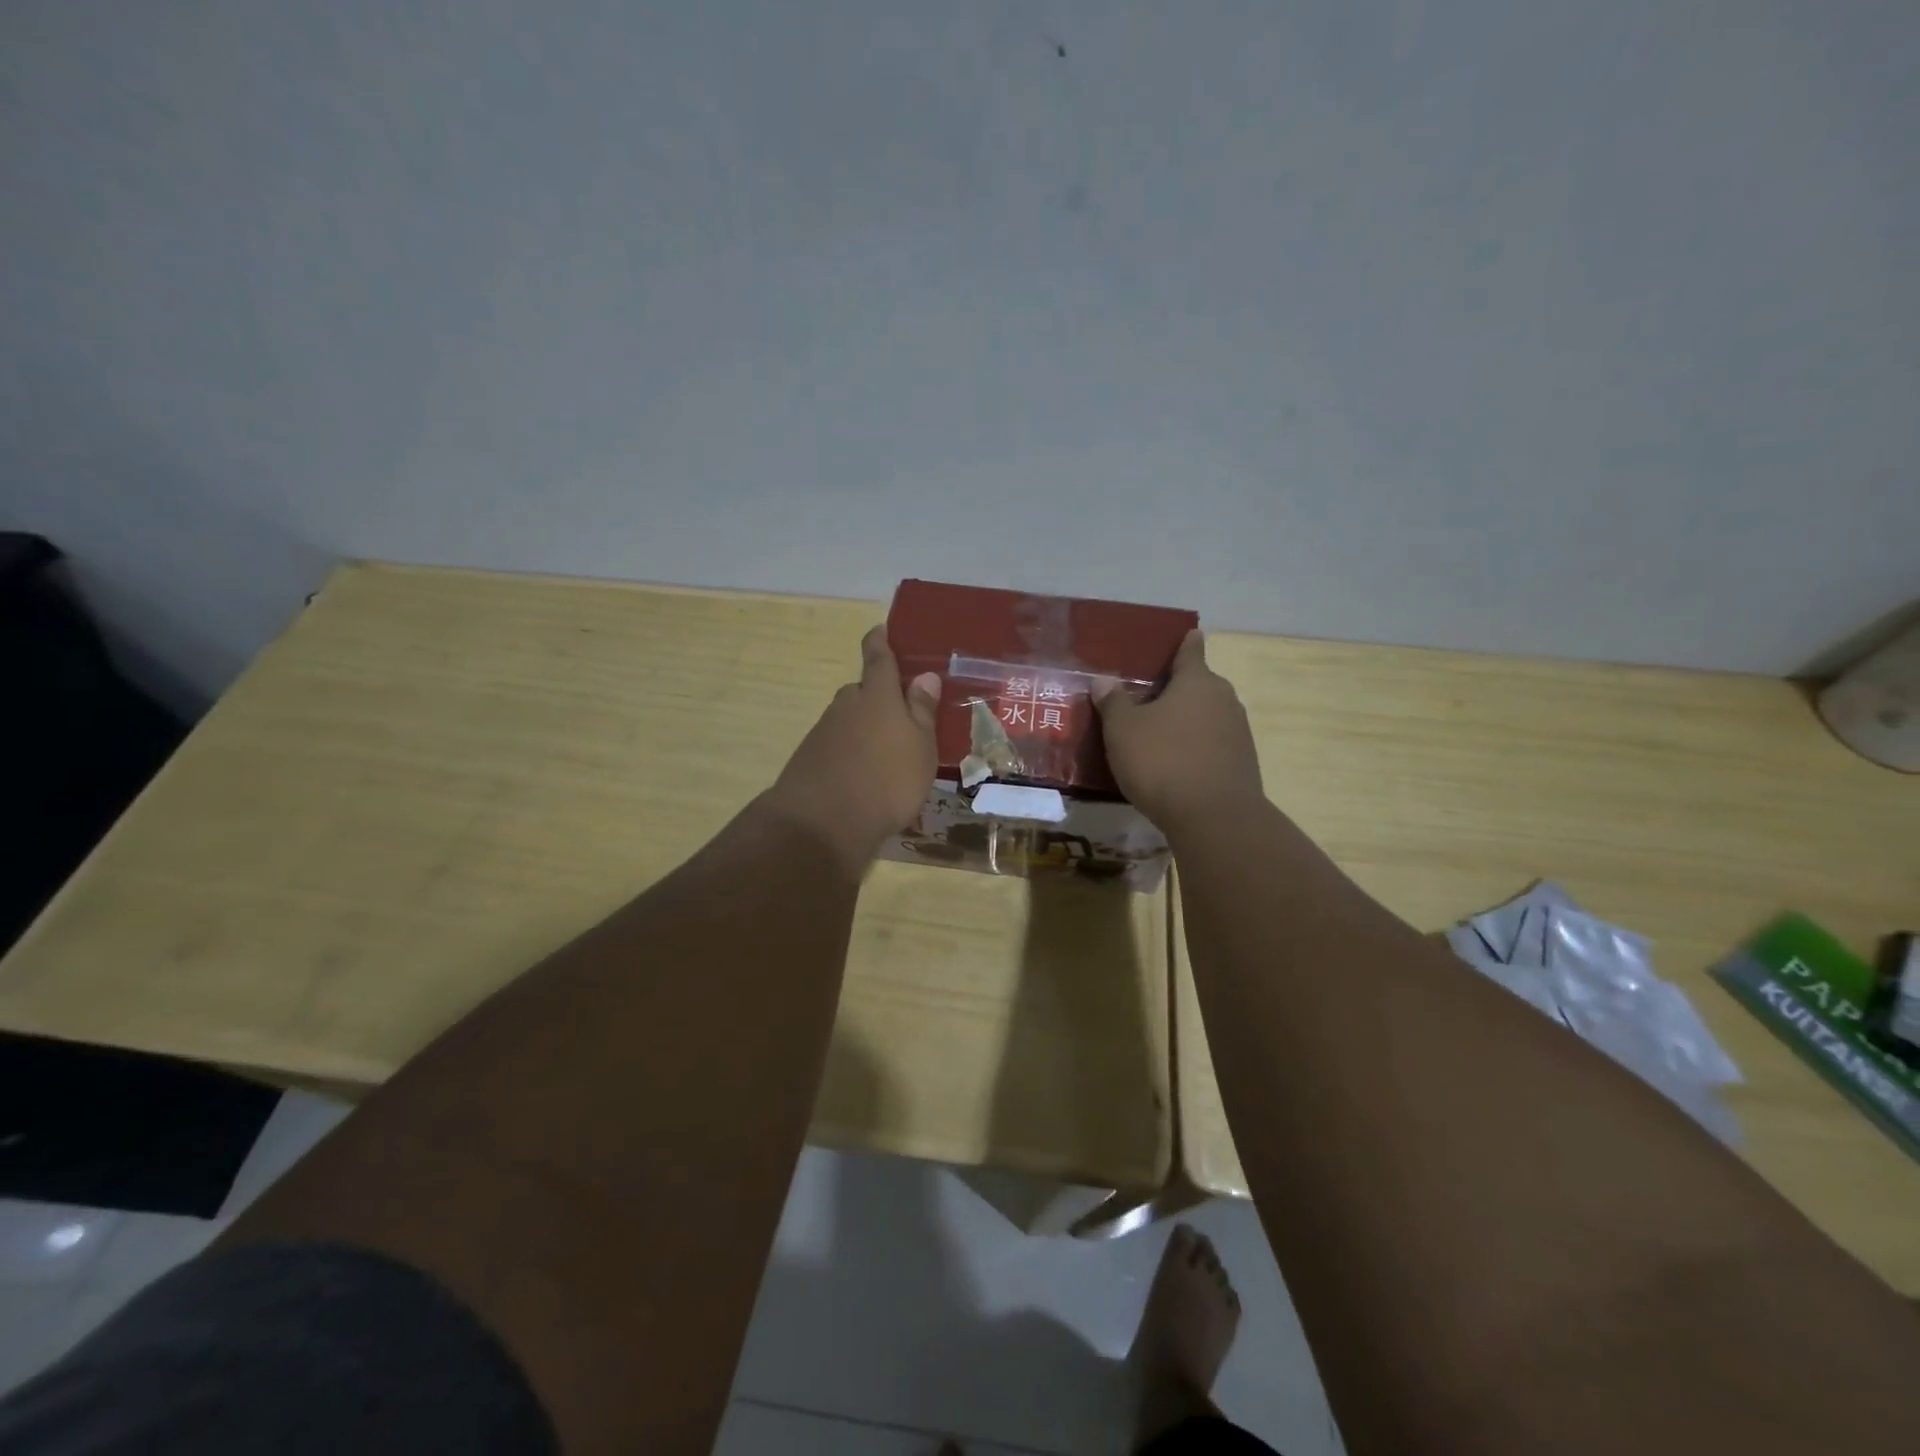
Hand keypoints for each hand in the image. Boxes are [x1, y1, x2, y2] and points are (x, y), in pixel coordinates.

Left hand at [762, 626, 941, 874]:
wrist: (822, 823)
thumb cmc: (886, 779)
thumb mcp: (920, 746)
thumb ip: (921, 710)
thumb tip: (924, 676)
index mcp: (877, 695)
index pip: (878, 656)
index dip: (880, 641)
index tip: (882, 630)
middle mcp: (847, 705)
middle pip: (863, 692)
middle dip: (879, 698)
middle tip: (902, 718)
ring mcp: (824, 732)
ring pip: (849, 720)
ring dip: (866, 730)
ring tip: (888, 757)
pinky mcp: (809, 759)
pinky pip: (837, 746)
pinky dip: (850, 754)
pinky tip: (864, 779)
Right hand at [1093, 629, 1262, 829]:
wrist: (1214, 818)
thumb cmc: (1163, 761)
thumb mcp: (1123, 730)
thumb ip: (1113, 702)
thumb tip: (1103, 680)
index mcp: (1197, 681)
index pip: (1191, 650)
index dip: (1184, 642)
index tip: (1184, 635)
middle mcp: (1224, 699)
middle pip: (1198, 685)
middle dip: (1175, 689)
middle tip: (1146, 697)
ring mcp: (1238, 732)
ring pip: (1206, 716)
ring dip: (1185, 721)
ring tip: (1156, 734)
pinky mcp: (1242, 763)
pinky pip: (1212, 744)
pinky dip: (1195, 747)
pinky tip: (1175, 764)